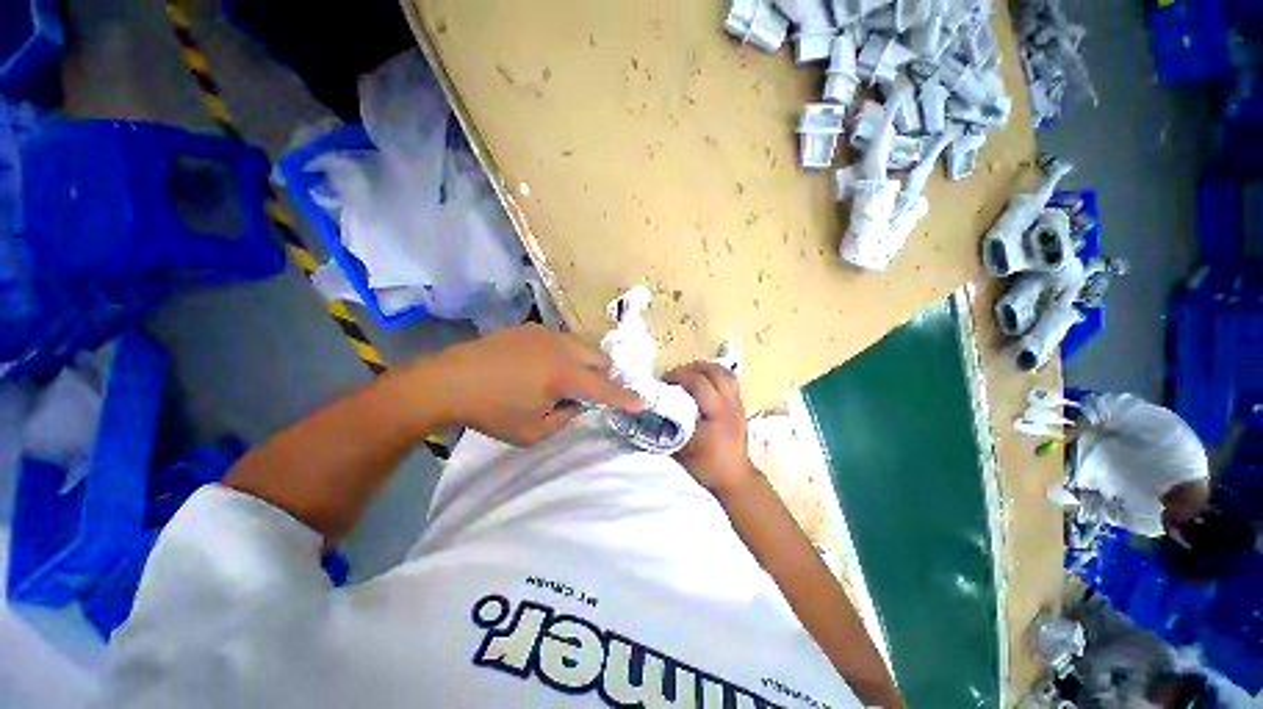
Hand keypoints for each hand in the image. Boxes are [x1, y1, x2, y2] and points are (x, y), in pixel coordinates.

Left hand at [421, 324, 642, 445]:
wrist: (448, 381)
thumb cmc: (491, 412)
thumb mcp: (533, 432)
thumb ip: (565, 418)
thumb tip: (578, 404)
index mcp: (564, 376)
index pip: (605, 388)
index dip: (625, 397)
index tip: (642, 402)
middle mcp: (562, 348)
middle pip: (600, 358)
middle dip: (603, 377)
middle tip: (589, 393)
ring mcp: (546, 334)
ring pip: (582, 346)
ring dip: (584, 363)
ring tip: (563, 379)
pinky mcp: (531, 328)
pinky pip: (561, 340)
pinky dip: (564, 354)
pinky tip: (540, 367)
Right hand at [664, 361, 756, 495]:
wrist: (734, 478)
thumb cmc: (706, 465)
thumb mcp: (681, 448)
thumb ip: (667, 426)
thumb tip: (651, 408)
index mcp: (717, 413)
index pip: (699, 382)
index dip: (679, 376)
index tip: (663, 382)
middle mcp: (730, 403)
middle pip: (715, 371)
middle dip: (691, 368)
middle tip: (675, 376)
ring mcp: (738, 403)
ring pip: (724, 373)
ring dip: (704, 369)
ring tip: (688, 376)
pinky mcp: (740, 406)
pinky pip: (728, 380)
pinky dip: (713, 377)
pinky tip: (701, 385)